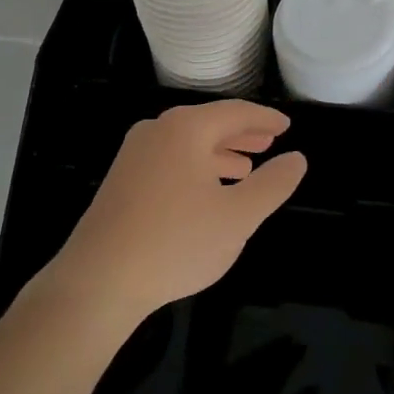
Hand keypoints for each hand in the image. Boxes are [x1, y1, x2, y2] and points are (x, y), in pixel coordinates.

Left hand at [43, 101, 306, 321]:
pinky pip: (169, 161)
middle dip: (242, 134)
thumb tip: (297, 158)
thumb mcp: (238, 217)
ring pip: (188, 144)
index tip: (287, 126)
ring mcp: (134, 155)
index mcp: (186, 128)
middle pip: (209, 124)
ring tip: (244, 169)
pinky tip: (206, 193)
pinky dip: (195, 168)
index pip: (236, 112)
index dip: (265, 119)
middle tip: (270, 142)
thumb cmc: (176, 242)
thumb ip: (273, 184)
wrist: (97, 282)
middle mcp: (158, 130)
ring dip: (219, 153)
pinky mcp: (121, 180)